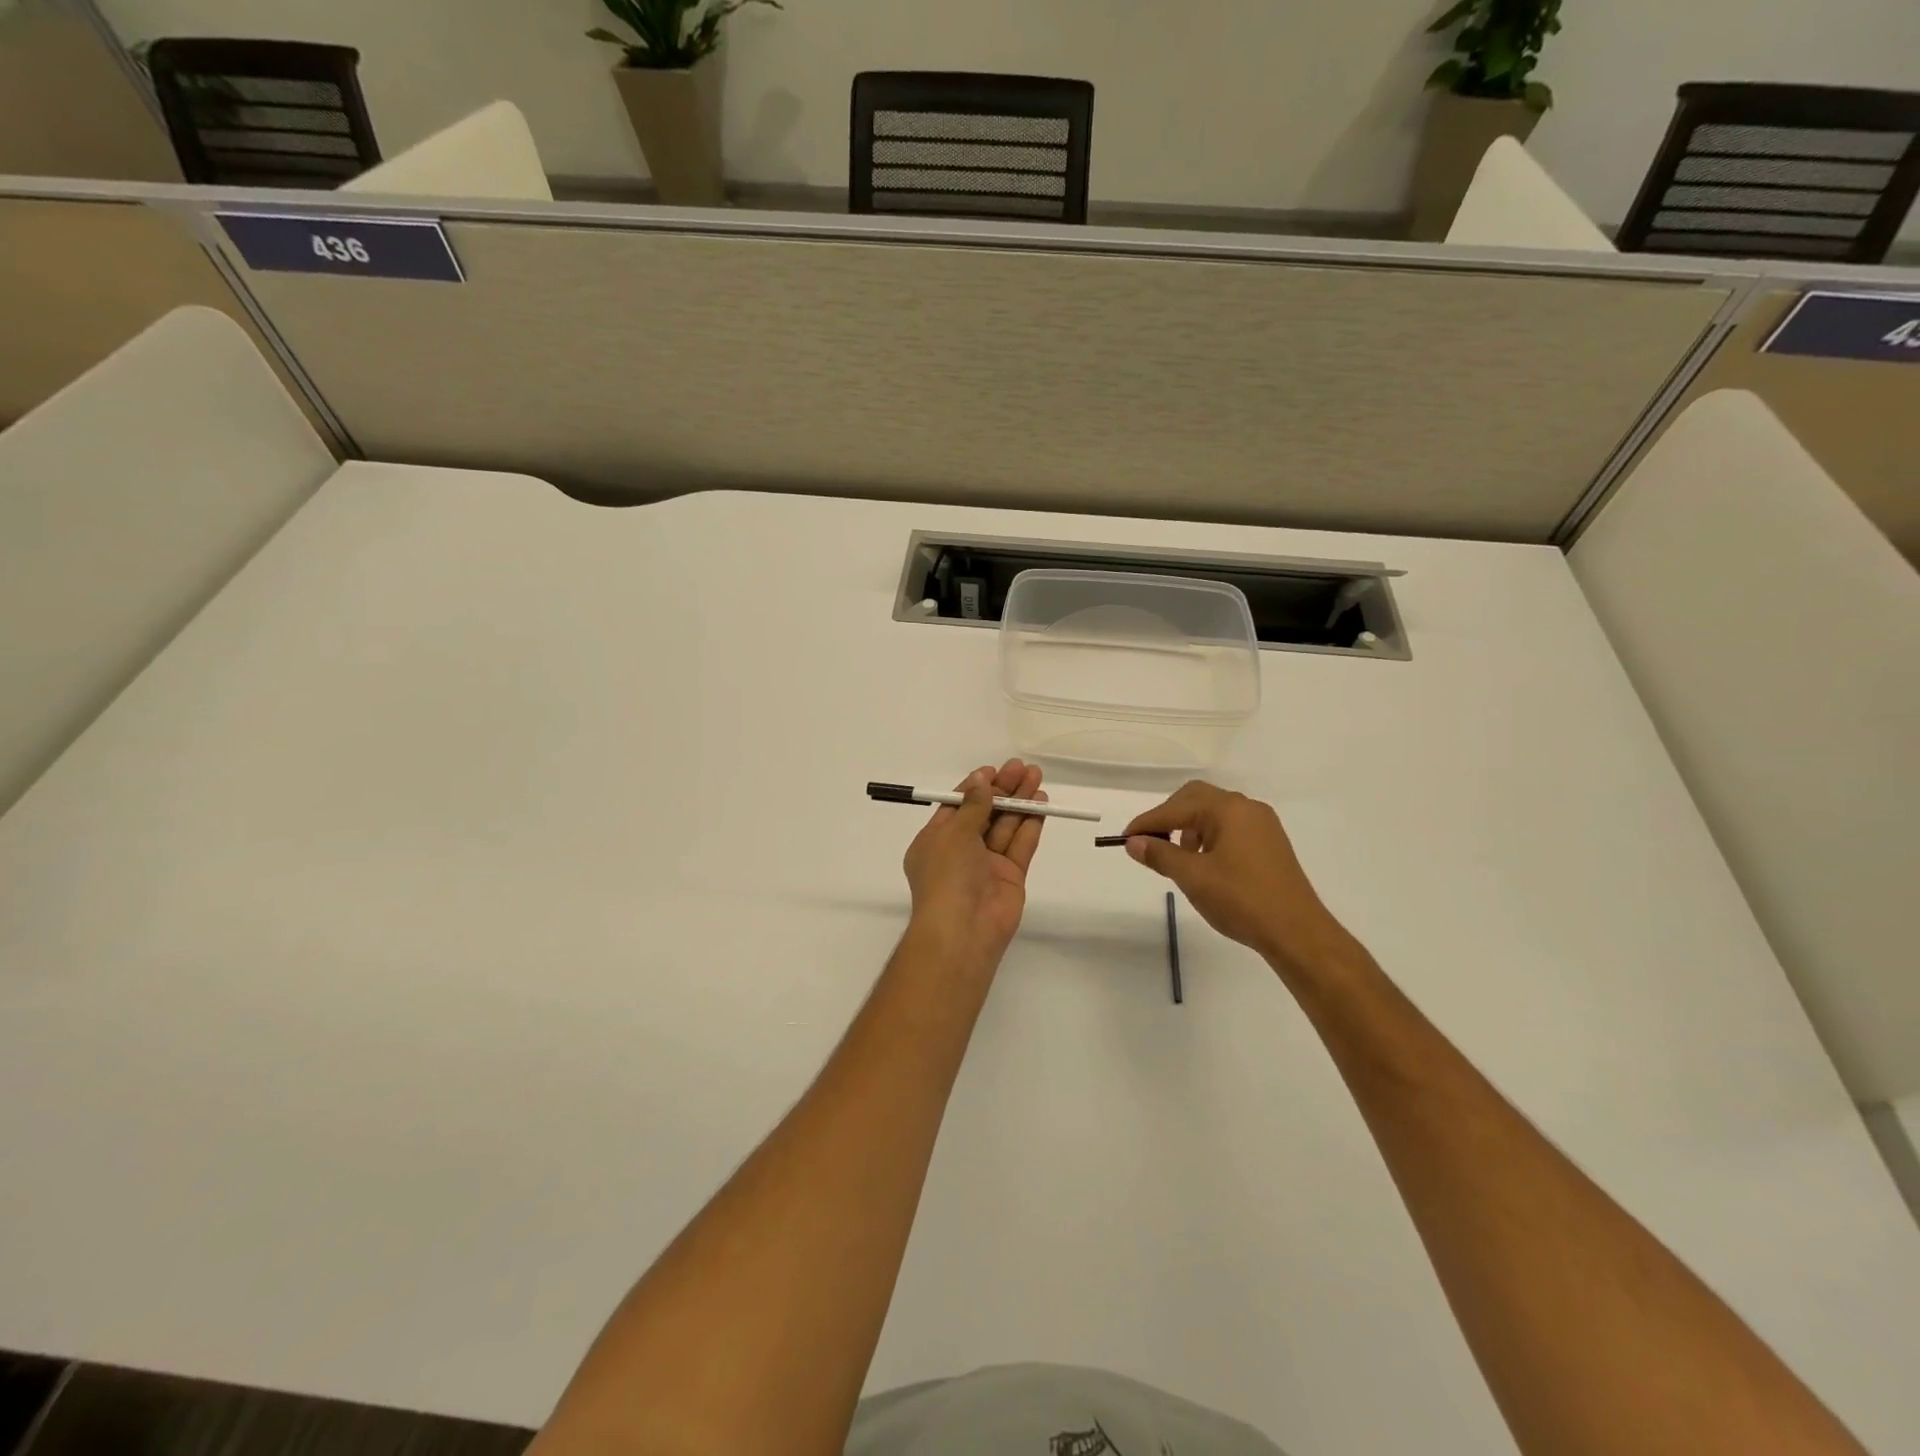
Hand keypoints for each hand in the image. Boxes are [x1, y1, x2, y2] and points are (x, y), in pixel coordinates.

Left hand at [902, 760, 1046, 974]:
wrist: (963, 930)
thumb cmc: (947, 875)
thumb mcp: (954, 833)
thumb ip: (973, 806)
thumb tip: (981, 780)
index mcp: (936, 841)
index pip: (957, 807)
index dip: (975, 787)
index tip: (994, 770)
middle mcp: (960, 851)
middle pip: (984, 813)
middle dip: (1003, 790)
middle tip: (1022, 767)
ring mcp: (987, 864)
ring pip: (1005, 826)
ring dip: (1020, 802)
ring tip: (1036, 777)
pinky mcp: (1010, 876)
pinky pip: (1020, 845)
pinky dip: (1030, 824)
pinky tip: (1041, 804)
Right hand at [1123, 781, 1354, 977]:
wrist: (1297, 932)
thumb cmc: (1241, 900)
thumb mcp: (1192, 877)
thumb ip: (1160, 854)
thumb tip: (1133, 842)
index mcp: (1227, 809)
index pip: (1175, 808)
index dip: (1147, 823)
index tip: (1124, 839)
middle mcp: (1246, 807)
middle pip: (1196, 799)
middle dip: (1169, 817)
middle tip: (1150, 842)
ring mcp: (1262, 824)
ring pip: (1214, 813)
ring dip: (1189, 828)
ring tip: (1178, 858)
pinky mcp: (1270, 843)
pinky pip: (1230, 828)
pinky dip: (1209, 837)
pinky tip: (1205, 864)